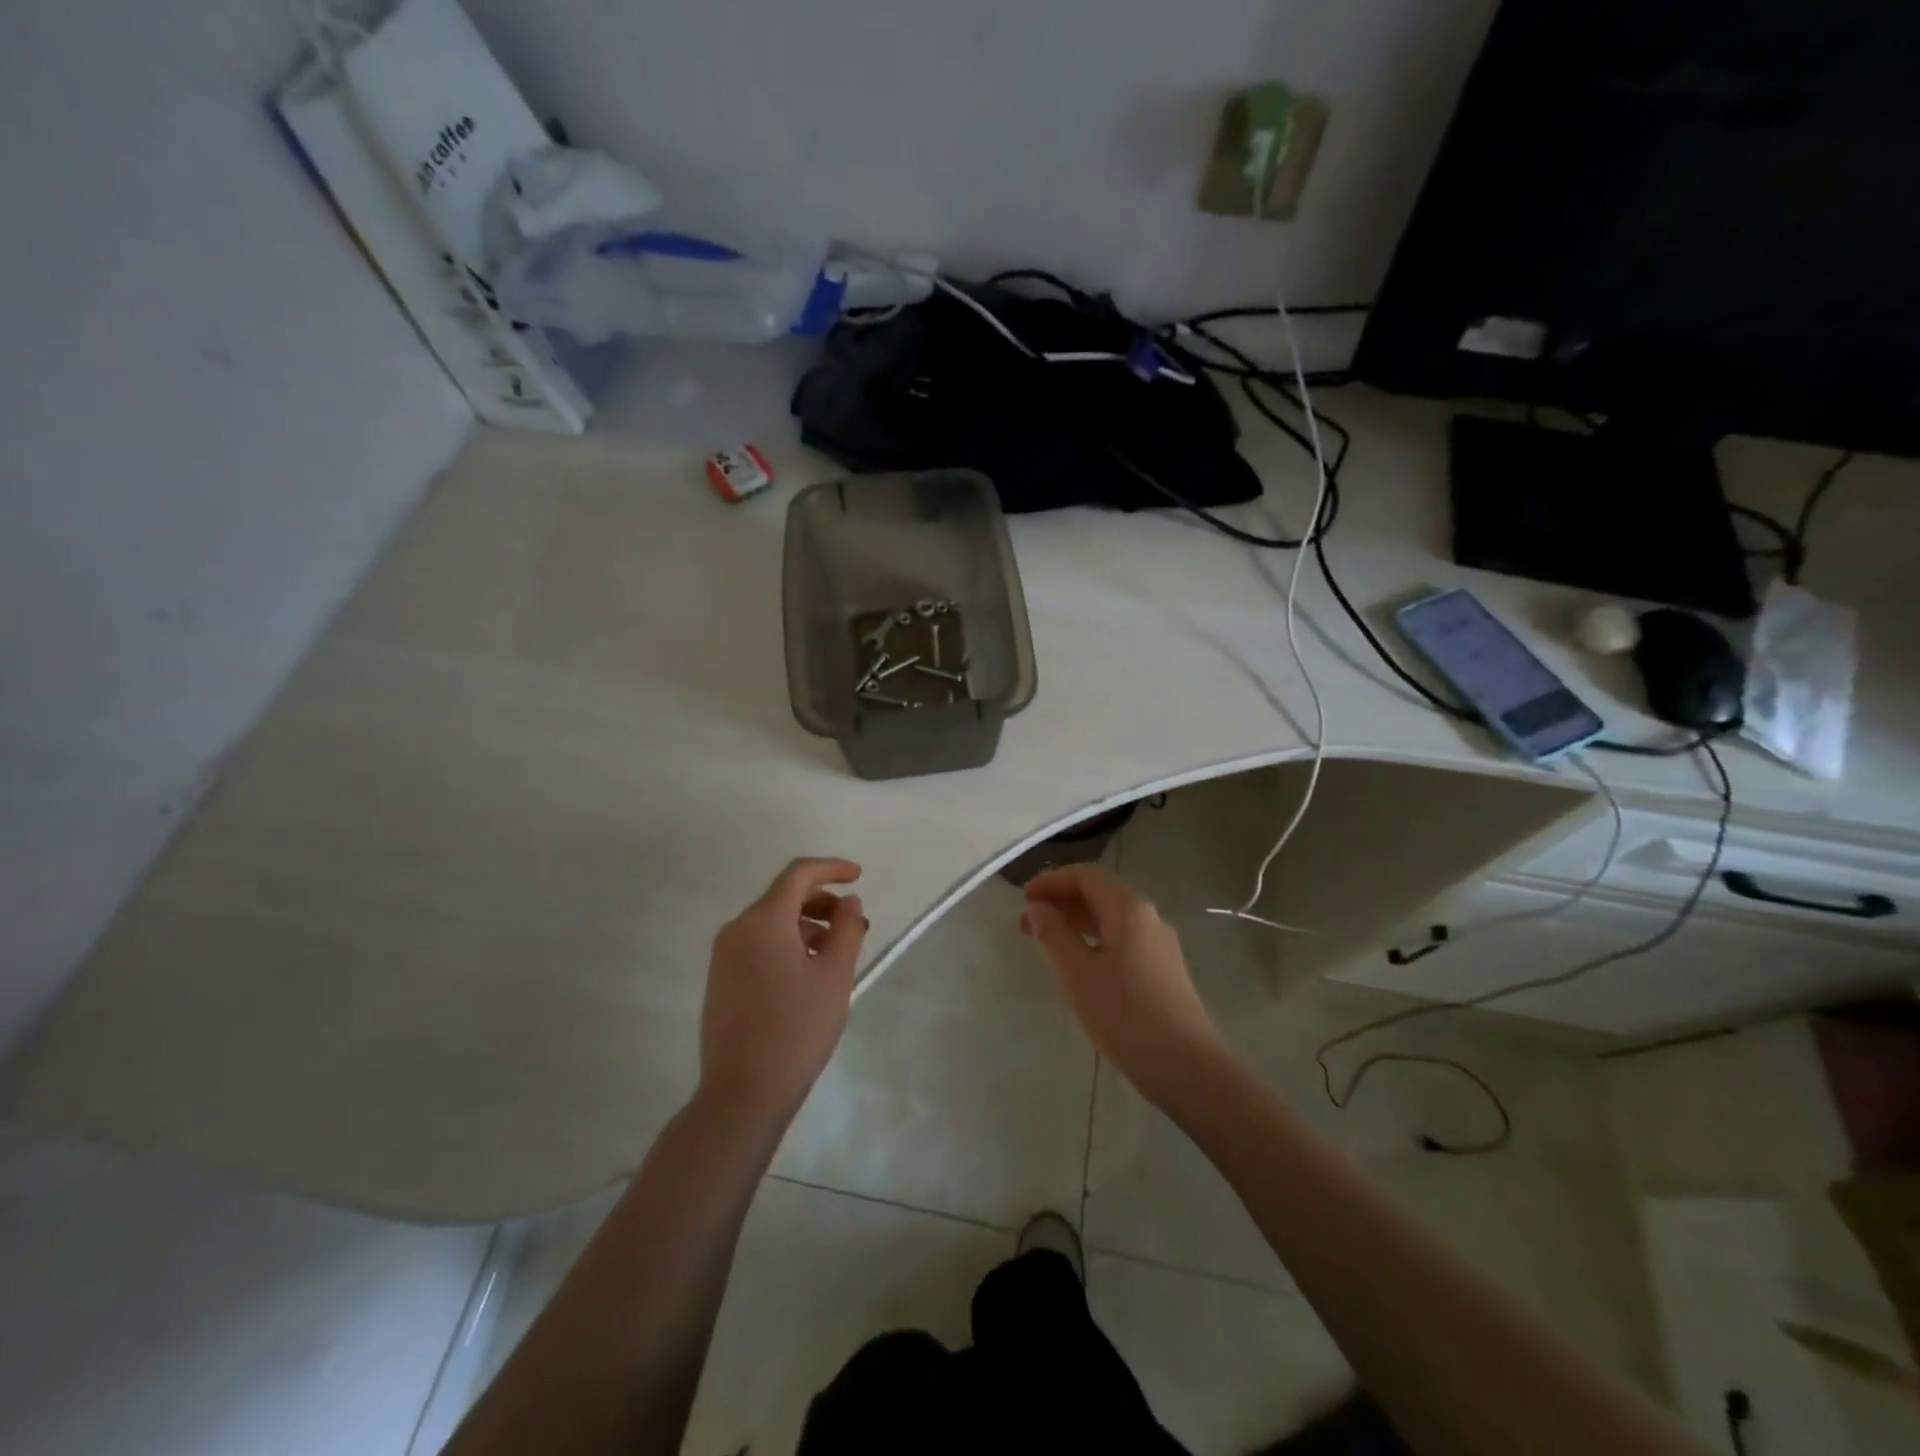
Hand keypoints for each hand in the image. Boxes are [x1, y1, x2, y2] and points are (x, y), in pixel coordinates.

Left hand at [698, 858, 865, 1129]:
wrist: (743, 1093)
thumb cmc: (797, 1028)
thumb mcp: (835, 975)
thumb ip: (847, 929)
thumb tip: (849, 902)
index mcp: (763, 920)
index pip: (799, 874)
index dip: (832, 869)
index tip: (859, 877)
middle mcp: (737, 929)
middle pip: (784, 897)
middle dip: (823, 902)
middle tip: (855, 925)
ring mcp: (724, 956)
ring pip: (772, 923)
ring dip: (808, 926)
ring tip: (838, 954)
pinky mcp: (721, 981)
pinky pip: (759, 945)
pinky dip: (788, 945)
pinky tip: (809, 973)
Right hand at [1021, 864, 1225, 1106]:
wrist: (1187, 1067)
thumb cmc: (1125, 1014)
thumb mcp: (1078, 972)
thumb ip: (1054, 934)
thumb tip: (1038, 907)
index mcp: (1128, 908)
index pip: (1086, 875)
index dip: (1052, 881)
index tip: (1023, 897)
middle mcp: (1148, 917)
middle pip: (1100, 893)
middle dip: (1061, 902)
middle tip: (1027, 924)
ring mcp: (1159, 944)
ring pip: (1111, 919)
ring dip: (1076, 923)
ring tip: (1046, 944)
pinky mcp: (1163, 970)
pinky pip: (1122, 940)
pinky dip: (1094, 941)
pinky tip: (1079, 966)